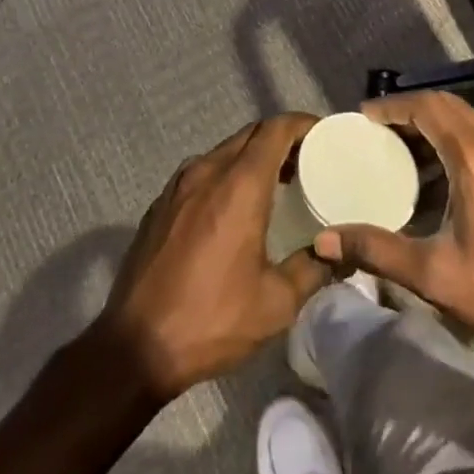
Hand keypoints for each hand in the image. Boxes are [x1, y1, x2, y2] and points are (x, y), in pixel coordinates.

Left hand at [95, 113, 330, 400]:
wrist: (133, 349)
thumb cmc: (211, 320)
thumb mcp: (276, 303)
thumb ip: (313, 268)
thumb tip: (340, 252)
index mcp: (239, 184)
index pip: (276, 129)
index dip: (302, 125)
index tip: (324, 136)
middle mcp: (207, 171)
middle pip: (251, 134)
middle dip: (281, 140)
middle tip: (307, 163)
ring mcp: (178, 186)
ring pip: (225, 151)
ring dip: (253, 157)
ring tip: (276, 185)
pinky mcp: (160, 204)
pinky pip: (202, 172)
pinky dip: (227, 175)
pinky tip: (234, 209)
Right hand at [312, 92, 473, 360]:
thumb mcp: (434, 274)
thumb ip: (377, 251)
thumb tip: (323, 242)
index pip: (427, 107)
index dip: (393, 107)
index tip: (364, 116)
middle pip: (448, 106)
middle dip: (411, 111)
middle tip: (378, 132)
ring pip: (468, 120)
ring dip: (435, 125)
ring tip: (404, 152)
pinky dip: (457, 140)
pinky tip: (443, 175)